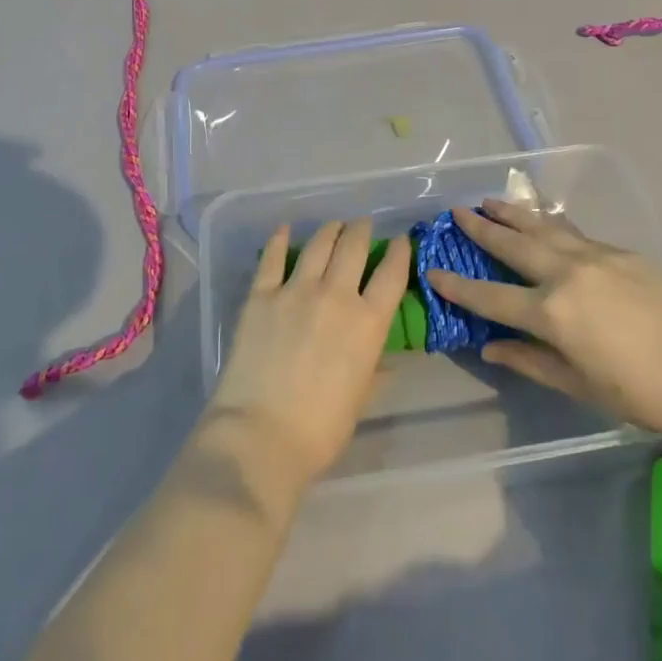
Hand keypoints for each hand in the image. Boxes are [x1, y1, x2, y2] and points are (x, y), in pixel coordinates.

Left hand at [209, 219, 410, 483]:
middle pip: (353, 248)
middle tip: (363, 225)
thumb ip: (373, 370)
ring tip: (334, 225)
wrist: (261, 434)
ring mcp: (295, 291)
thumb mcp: (360, 399)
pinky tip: (285, 230)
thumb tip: (385, 360)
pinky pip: (272, 258)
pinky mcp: (261, 296)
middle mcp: (336, 296)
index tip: (400, 241)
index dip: (399, 253)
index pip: (391, 275)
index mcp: (368, 323)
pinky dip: (280, 240)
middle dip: (362, 231)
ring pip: (318, 245)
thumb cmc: (321, 429)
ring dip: (330, 230)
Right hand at [427, 200, 661, 436]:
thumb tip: (489, 347)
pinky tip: (542, 220)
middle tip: (457, 212)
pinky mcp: (621, 252)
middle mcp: (567, 274)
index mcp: (552, 313)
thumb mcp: (578, 386)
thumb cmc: (640, 392)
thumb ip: (529, 361)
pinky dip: (549, 224)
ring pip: (543, 227)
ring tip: (489, 200)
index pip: (490, 296)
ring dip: (513, 213)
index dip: (457, 285)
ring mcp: (596, 257)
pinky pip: (574, 232)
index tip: (432, 270)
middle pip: (513, 245)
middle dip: (481, 228)